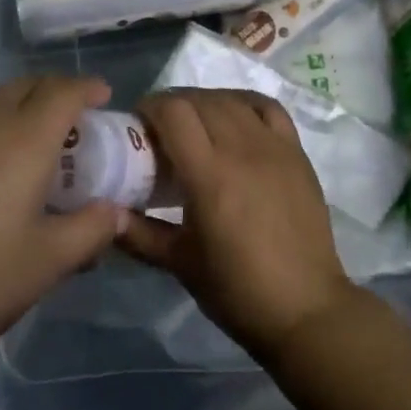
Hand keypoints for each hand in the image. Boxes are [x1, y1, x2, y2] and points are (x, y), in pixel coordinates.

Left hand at [0, 76, 127, 373]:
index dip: (86, 87)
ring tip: (27, 162)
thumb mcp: (46, 264)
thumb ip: (90, 230)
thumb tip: (114, 212)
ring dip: (15, 119)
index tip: (102, 95)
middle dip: (51, 93)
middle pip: (23, 88)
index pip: (61, 92)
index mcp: (20, 142)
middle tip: (71, 123)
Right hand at [118, 89, 356, 359]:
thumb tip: (105, 213)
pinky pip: (268, 108)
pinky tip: (233, 117)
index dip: (150, 107)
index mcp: (209, 174)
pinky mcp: (297, 153)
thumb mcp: (178, 263)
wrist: (305, 309)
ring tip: (194, 125)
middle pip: (200, 100)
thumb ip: (137, 233)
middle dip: (172, 105)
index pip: (173, 111)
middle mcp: (242, 149)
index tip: (137, 123)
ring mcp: (274, 147)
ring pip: (231, 100)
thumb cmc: (237, 290)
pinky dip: (243, 102)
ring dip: (204, 102)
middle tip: (160, 129)